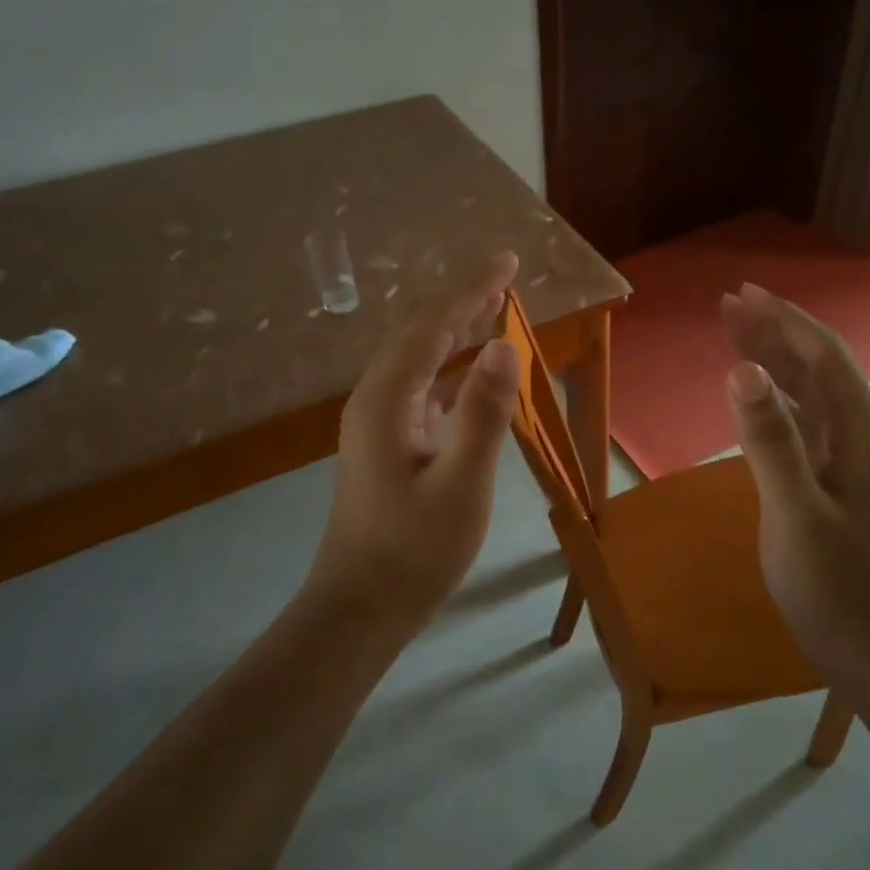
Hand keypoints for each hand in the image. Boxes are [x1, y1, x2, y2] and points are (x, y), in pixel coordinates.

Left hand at [305, 254, 522, 625]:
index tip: (508, 262)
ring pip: (418, 359)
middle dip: (462, 301)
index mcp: (386, 400)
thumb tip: (504, 345)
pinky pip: (421, 387)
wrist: (361, 607)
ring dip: (456, 331)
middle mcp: (376, 400)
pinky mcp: (388, 444)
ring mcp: (379, 423)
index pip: (432, 327)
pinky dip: (450, 366)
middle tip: (506, 276)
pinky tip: (471, 371)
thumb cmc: (414, 551)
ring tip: (493, 309)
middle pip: (420, 334)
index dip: (471, 290)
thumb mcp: (461, 484)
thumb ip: (483, 414)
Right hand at [721, 283, 869, 675]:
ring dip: (772, 359)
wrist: (869, 648)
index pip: (824, 357)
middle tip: (728, 304)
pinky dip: (771, 397)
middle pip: (816, 366)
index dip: (784, 321)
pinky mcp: (828, 478)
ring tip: (732, 331)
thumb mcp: (796, 513)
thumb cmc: (835, 585)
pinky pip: (799, 421)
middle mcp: (859, 435)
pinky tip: (750, 391)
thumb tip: (740, 369)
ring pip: (806, 392)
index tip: (742, 295)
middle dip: (775, 330)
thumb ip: (770, 440)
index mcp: (862, 434)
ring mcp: (845, 458)